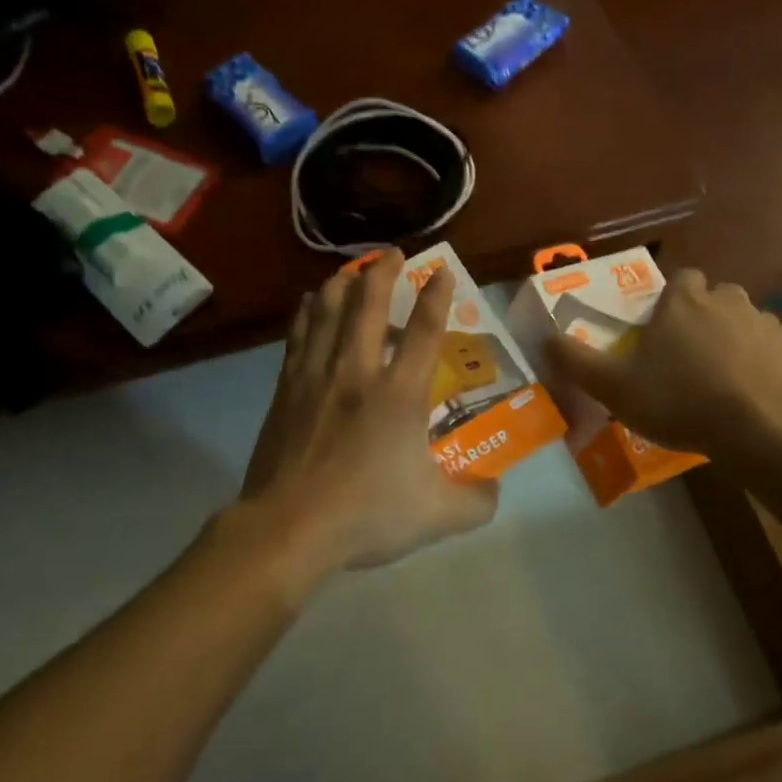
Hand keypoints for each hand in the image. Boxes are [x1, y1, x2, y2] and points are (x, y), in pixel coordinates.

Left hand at [241, 251, 499, 574]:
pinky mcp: (286, 388)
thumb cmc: (366, 515)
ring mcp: (317, 376)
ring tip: (353, 270)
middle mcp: (358, 372)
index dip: (437, 296)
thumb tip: (495, 488)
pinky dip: (308, 310)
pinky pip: (298, 333)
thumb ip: (477, 501)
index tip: (442, 270)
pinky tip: (310, 301)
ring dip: (343, 283)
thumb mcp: (438, 516)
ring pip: (328, 310)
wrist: (289, 528)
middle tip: (393, 254)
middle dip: (383, 272)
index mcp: (400, 396)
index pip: (425, 332)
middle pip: (369, 304)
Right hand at [544, 268, 781, 461]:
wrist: (765, 429)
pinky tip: (751, 398)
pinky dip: (761, 366)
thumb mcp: (615, 387)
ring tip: (719, 381)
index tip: (660, 328)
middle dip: (702, 318)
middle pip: (714, 298)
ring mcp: (767, 325)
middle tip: (686, 358)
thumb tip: (543, 338)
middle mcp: (728, 301)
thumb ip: (577, 362)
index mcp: (684, 302)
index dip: (670, 300)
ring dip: (733, 341)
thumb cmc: (682, 400)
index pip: (679, 279)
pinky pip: (771, 352)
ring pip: (745, 323)